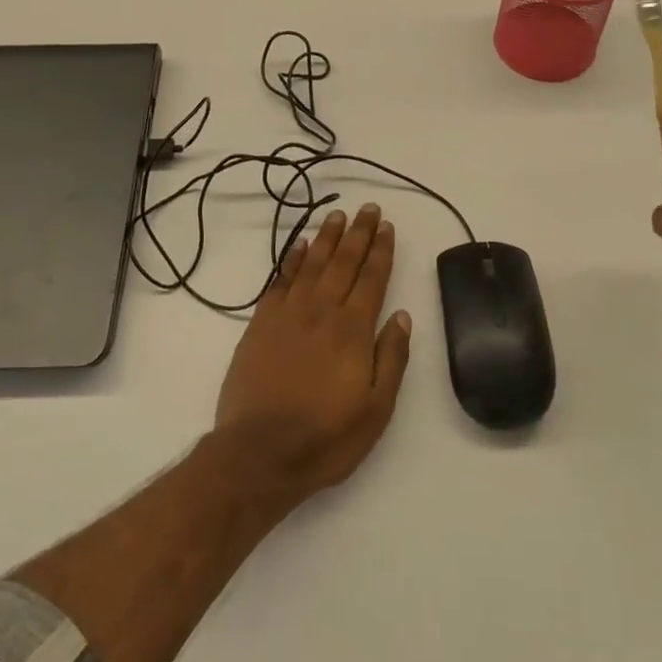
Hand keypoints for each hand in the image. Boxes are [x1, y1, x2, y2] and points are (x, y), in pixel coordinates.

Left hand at [214, 204, 412, 503]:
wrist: (259, 453)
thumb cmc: (326, 437)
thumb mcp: (376, 409)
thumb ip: (391, 358)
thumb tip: (403, 316)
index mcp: (353, 331)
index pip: (372, 279)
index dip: (381, 251)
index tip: (387, 227)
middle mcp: (322, 312)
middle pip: (344, 263)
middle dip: (358, 233)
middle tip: (368, 208)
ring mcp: (288, 315)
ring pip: (312, 264)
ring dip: (327, 238)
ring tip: (337, 216)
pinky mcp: (261, 324)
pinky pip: (280, 281)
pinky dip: (291, 259)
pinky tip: (300, 245)